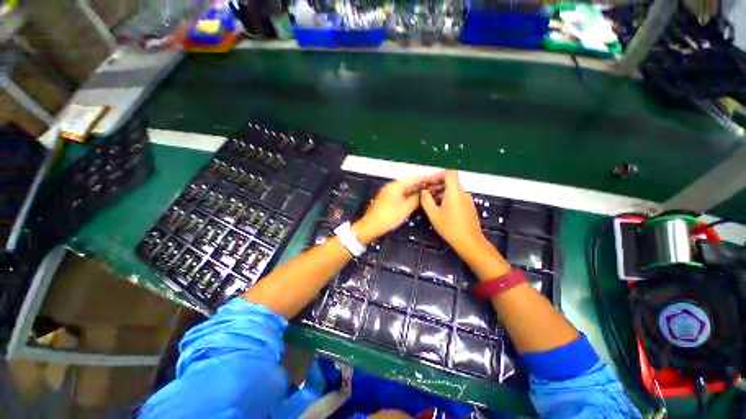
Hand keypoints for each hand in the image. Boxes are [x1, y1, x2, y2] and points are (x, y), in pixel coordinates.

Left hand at [353, 176, 425, 243]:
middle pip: (407, 182)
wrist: (370, 226)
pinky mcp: (385, 198)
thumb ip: (416, 199)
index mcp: (395, 186)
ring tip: (425, 191)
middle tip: (431, 185)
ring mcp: (386, 192)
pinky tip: (413, 198)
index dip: (423, 178)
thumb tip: (424, 192)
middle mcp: (390, 186)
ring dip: (413, 189)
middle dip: (419, 184)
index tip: (433, 178)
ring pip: (403, 188)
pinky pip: (399, 193)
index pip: (412, 179)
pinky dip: (407, 194)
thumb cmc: (389, 217)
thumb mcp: (406, 208)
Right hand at [420, 170, 486, 255]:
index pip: (449, 173)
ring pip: (453, 189)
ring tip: (430, 202)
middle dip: (436, 184)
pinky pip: (457, 197)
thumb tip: (423, 191)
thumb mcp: (433, 214)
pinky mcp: (468, 207)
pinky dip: (447, 198)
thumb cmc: (450, 228)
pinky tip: (440, 209)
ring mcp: (467, 200)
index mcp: (455, 192)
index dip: (437, 175)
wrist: (470, 242)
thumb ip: (426, 200)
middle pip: (450, 181)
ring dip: (440, 192)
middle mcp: (463, 193)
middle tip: (425, 193)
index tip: (427, 184)